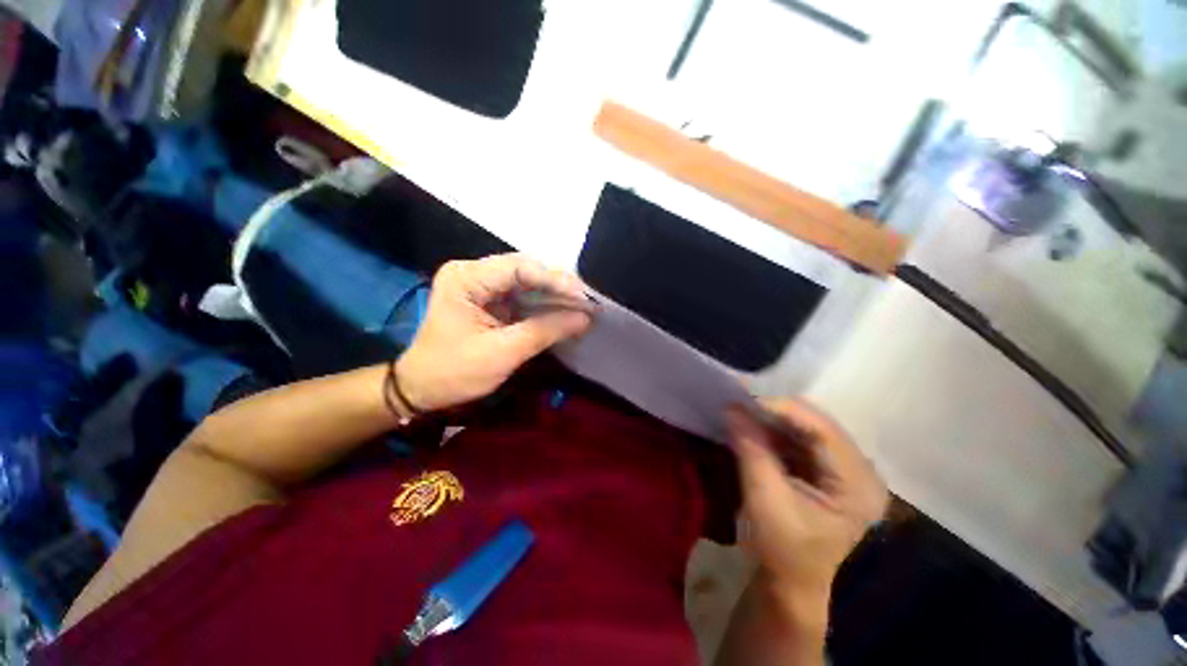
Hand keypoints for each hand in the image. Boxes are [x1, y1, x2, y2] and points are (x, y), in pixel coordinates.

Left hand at [395, 254, 591, 412]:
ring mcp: (481, 285)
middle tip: (588, 303)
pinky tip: (565, 313)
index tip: (583, 297)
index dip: (555, 280)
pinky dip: (545, 306)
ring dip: (556, 297)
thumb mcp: (503, 353)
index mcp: (466, 278)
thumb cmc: (454, 372)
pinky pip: (524, 296)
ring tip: (584, 308)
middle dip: (559, 287)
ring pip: (528, 283)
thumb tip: (585, 318)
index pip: (519, 268)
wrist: (422, 389)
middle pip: (526, 271)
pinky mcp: (490, 299)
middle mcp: (473, 273)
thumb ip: (545, 331)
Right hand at [726, 399, 887, 608]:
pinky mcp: (827, 471)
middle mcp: (860, 470)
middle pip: (816, 424)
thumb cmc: (783, 550)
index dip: (781, 408)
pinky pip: (800, 439)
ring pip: (806, 427)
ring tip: (742, 410)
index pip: (822, 430)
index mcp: (857, 483)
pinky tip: (753, 426)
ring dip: (772, 419)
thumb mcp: (765, 499)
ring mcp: (845, 469)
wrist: (791, 583)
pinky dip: (774, 431)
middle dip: (774, 411)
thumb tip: (731, 408)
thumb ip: (751, 449)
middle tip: (739, 401)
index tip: (743, 399)